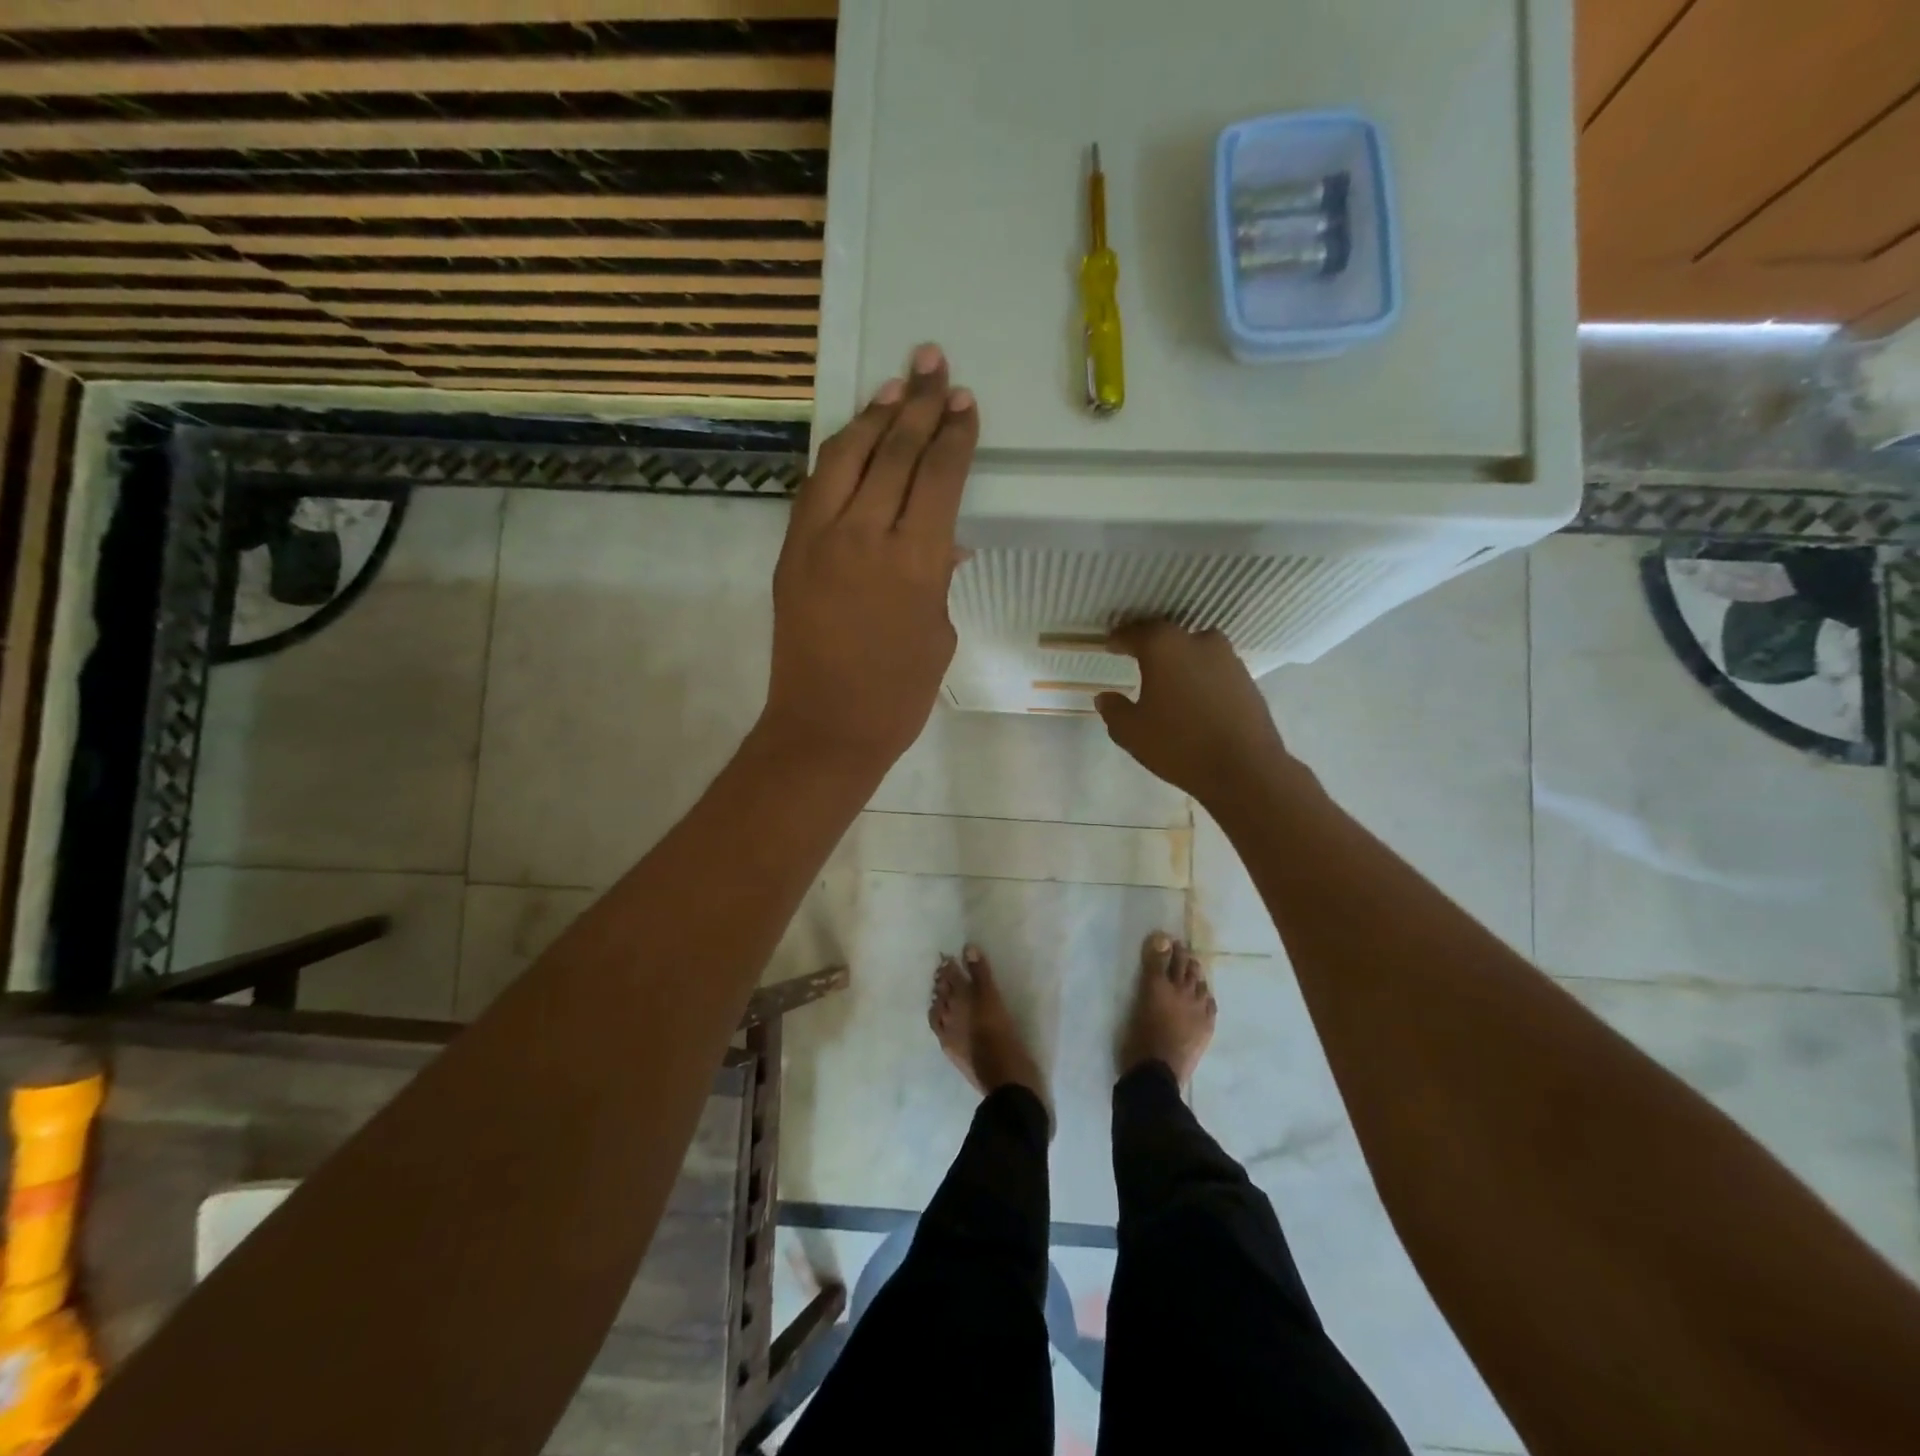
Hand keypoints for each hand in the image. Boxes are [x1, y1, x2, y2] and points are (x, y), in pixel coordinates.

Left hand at [761, 343, 978, 772]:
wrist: (825, 727)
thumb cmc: (898, 694)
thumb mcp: (938, 633)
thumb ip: (938, 579)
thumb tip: (944, 543)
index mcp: (915, 560)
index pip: (938, 476)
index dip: (953, 434)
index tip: (963, 402)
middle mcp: (864, 535)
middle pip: (893, 451)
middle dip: (917, 404)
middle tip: (932, 364)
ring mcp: (818, 539)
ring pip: (845, 458)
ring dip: (871, 418)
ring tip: (893, 387)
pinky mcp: (790, 552)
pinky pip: (814, 488)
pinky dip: (837, 457)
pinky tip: (852, 440)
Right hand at [1095, 622, 1290, 804]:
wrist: (1245, 769)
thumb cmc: (1179, 745)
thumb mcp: (1131, 732)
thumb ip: (1114, 710)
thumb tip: (1106, 697)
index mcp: (1164, 646)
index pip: (1135, 633)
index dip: (1119, 639)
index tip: (1110, 646)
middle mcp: (1198, 641)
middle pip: (1168, 636)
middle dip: (1150, 646)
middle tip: (1137, 660)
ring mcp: (1228, 658)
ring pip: (1194, 651)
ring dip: (1178, 662)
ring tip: (1166, 681)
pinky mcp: (1247, 678)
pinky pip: (1213, 669)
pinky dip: (1199, 677)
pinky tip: (1192, 697)